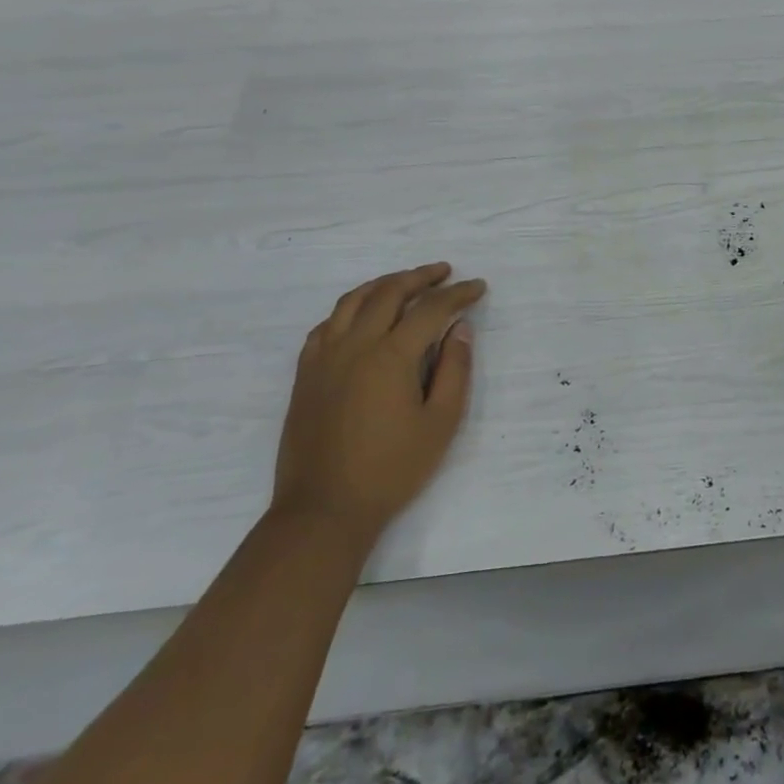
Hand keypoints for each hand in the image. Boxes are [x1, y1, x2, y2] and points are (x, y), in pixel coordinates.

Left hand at [272, 263, 486, 554]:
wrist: (323, 510)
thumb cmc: (391, 469)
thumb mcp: (441, 423)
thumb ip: (455, 370)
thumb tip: (460, 330)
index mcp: (391, 355)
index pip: (431, 309)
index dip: (458, 294)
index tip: (478, 287)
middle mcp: (355, 345)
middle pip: (389, 292)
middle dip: (421, 277)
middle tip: (445, 272)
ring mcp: (324, 358)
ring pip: (352, 301)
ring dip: (383, 284)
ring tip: (405, 282)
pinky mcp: (305, 375)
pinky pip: (326, 325)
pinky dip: (349, 309)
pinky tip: (361, 315)